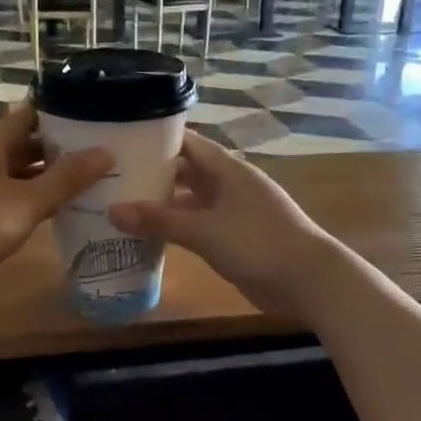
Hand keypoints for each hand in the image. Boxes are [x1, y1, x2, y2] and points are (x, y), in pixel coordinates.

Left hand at [0, 103, 110, 307]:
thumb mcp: (28, 200)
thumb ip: (67, 178)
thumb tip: (107, 151)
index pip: (26, 116)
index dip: (56, 112)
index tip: (91, 111)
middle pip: (23, 145)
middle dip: (58, 147)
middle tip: (100, 148)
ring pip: (18, 175)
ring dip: (48, 177)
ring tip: (90, 178)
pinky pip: (12, 201)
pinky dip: (35, 202)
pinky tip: (61, 210)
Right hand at [108, 132, 339, 319]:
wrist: (308, 280)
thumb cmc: (257, 243)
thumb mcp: (204, 230)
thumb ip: (159, 220)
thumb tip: (112, 210)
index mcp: (228, 169)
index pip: (188, 142)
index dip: (157, 140)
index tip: (123, 141)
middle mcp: (230, 184)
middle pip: (187, 171)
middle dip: (155, 174)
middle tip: (114, 177)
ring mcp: (234, 212)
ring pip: (192, 200)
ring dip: (164, 204)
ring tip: (123, 205)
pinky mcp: (236, 237)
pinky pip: (200, 225)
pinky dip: (178, 227)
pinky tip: (152, 236)